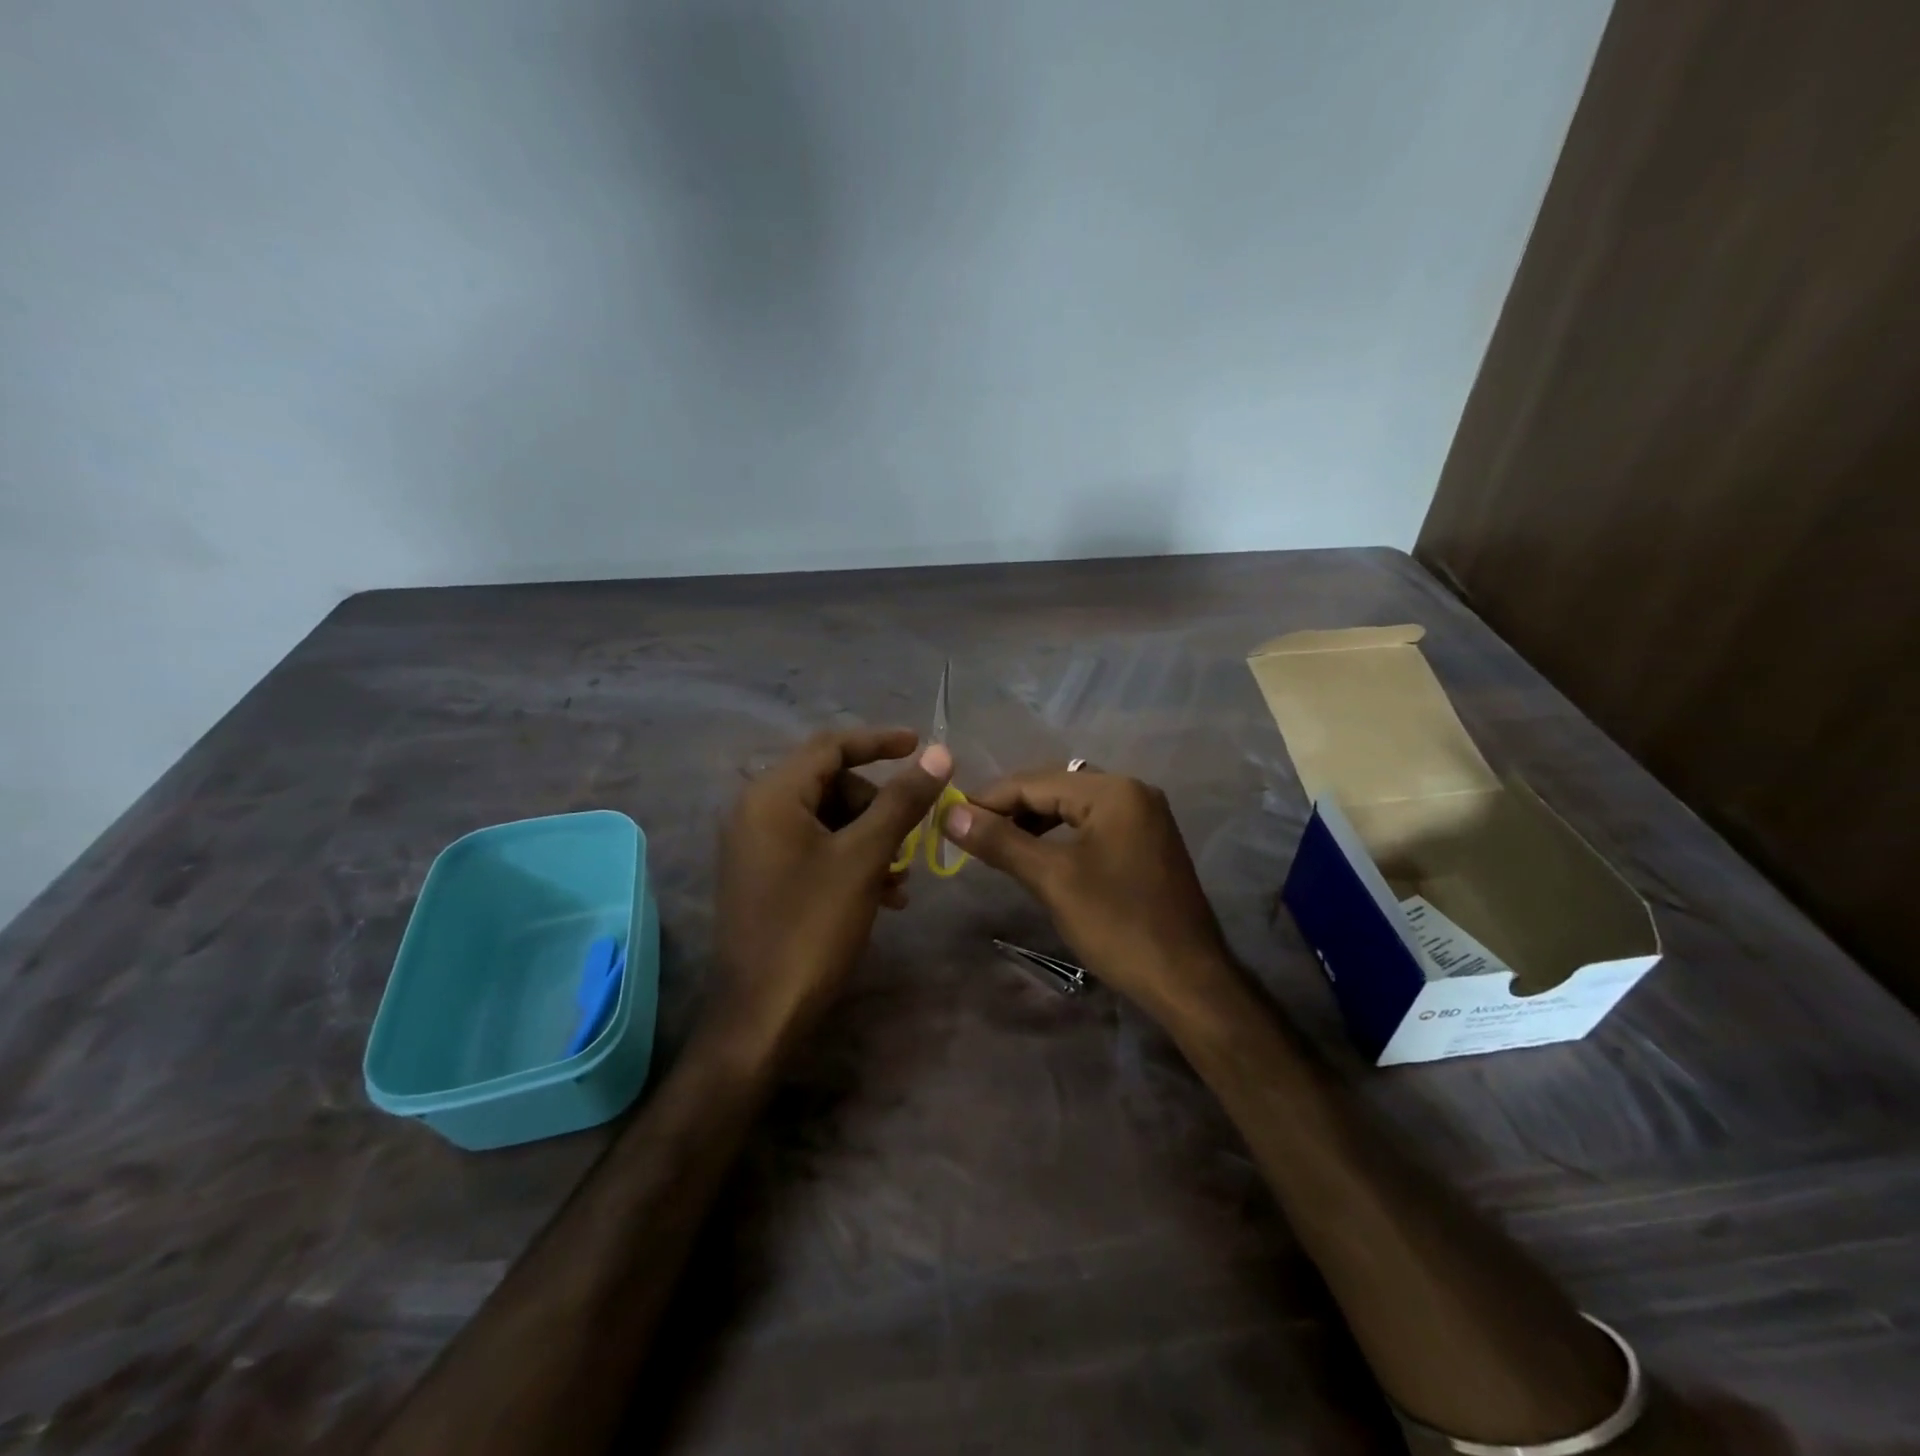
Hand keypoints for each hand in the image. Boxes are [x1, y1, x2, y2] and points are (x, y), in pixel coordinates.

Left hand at [714, 728, 951, 1049]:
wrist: (762, 1014)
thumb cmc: (812, 926)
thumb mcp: (865, 857)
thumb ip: (902, 801)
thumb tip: (938, 752)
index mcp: (772, 795)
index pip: (831, 746)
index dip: (879, 741)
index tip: (921, 745)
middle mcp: (756, 810)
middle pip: (831, 783)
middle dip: (878, 806)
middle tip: (911, 836)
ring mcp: (756, 845)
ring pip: (828, 820)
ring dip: (871, 838)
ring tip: (902, 879)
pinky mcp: (763, 875)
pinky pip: (815, 848)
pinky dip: (851, 860)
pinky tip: (883, 895)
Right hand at [943, 767, 1237, 1022]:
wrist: (1188, 981)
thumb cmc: (1118, 925)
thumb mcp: (1052, 879)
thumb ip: (1000, 841)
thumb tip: (949, 812)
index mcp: (1113, 790)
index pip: (1035, 782)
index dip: (988, 799)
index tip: (949, 817)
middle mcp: (1132, 791)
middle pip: (1055, 788)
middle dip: (1010, 809)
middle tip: (968, 833)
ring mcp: (1144, 817)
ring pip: (1073, 807)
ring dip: (1034, 822)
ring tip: (997, 845)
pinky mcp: (1146, 842)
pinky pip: (1092, 825)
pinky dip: (1060, 836)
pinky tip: (1038, 855)